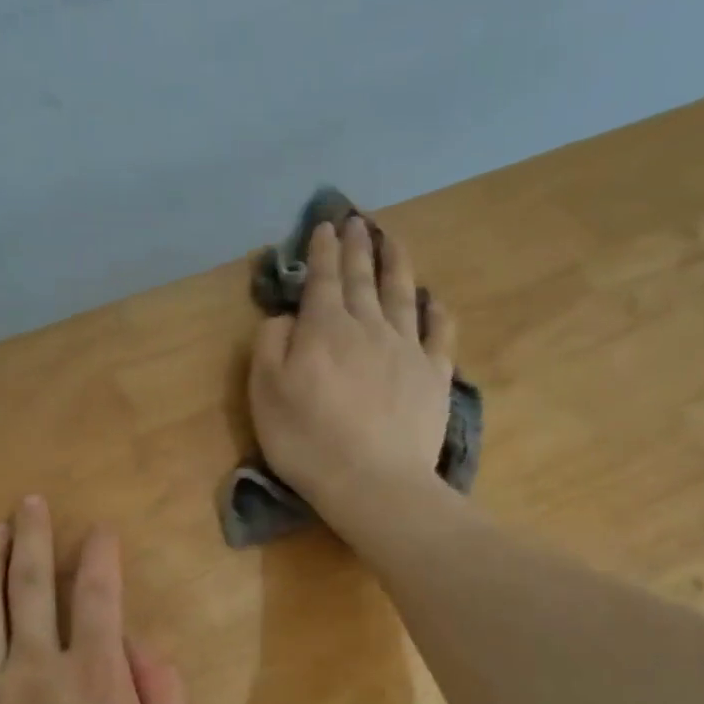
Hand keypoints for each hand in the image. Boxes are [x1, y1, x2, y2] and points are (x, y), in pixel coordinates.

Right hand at [249, 217, 456, 533]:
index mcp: (324, 329)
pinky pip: (438, 333)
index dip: (321, 252)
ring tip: (393, 241)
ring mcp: (406, 348)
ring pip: (401, 294)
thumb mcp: (265, 393)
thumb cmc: (307, 440)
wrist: (373, 480)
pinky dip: (435, 312)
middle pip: (362, 279)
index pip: (322, 280)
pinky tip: (433, 300)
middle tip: (356, 222)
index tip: (325, 226)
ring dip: (396, 264)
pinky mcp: (434, 375)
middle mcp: (367, 327)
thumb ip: (270, 345)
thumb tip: (287, 317)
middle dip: (357, 248)